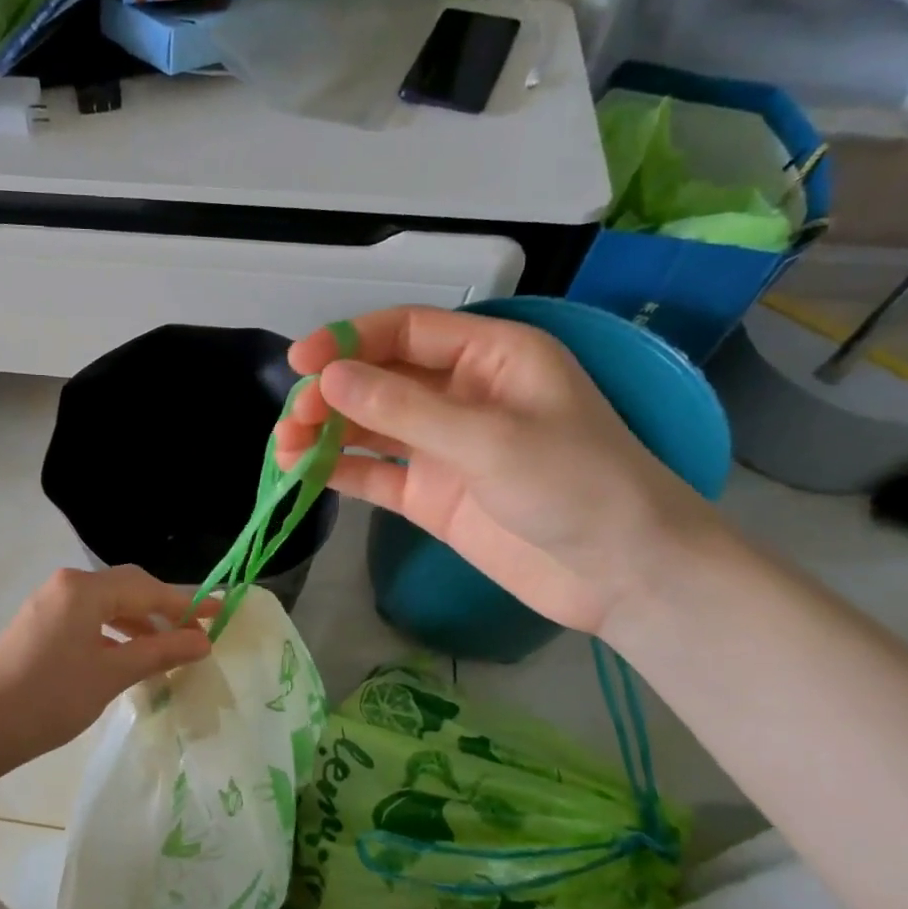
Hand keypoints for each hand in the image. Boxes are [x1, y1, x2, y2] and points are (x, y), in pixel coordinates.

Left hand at [0, 565, 212, 768]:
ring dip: (140, 622)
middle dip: (164, 609)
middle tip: (196, 633)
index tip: (221, 613)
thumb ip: (160, 651)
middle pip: (128, 588)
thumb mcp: (111, 674)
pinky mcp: (39, 626)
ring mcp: (49, 604)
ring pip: (107, 605)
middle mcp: (66, 586)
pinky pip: (89, 619)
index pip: (148, 588)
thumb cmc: (49, 697)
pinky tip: (128, 656)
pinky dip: (115, 633)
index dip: (187, 603)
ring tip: (168, 647)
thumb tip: (203, 640)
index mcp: (84, 589)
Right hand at [275, 307, 720, 634]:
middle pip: (380, 379)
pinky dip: (341, 471)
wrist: (623, 576)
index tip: (300, 362)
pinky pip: (377, 474)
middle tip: (293, 420)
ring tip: (284, 448)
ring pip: (371, 428)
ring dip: (327, 433)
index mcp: (491, 356)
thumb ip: (404, 409)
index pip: (406, 332)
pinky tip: (303, 473)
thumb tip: (327, 380)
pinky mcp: (432, 495)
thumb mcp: (489, 439)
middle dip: (332, 394)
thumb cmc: (576, 485)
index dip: (349, 341)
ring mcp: (445, 448)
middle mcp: (462, 394)